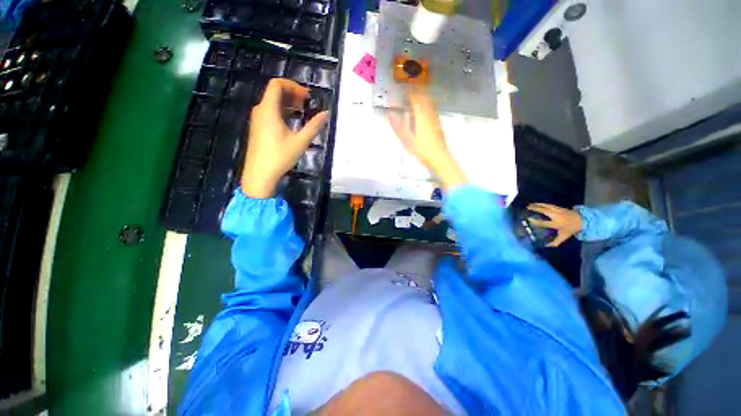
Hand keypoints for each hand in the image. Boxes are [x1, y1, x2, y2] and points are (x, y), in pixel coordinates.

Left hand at [241, 78, 328, 197]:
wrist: (259, 174)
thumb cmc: (280, 157)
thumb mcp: (300, 142)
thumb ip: (314, 126)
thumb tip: (326, 113)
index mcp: (268, 110)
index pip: (277, 84)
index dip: (293, 86)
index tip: (307, 96)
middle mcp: (260, 110)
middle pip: (274, 92)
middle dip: (292, 93)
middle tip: (307, 103)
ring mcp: (257, 119)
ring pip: (272, 102)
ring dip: (288, 103)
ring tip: (302, 111)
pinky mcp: (258, 127)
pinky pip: (269, 112)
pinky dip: (282, 111)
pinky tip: (292, 122)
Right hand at [388, 89, 465, 189]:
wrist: (439, 158)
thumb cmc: (423, 150)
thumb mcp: (407, 140)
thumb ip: (398, 126)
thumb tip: (390, 113)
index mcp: (421, 116)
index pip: (415, 99)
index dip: (409, 92)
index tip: (403, 89)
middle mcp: (430, 115)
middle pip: (424, 98)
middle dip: (417, 91)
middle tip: (410, 89)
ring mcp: (436, 119)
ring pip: (430, 103)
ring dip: (423, 97)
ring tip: (417, 95)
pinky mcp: (439, 124)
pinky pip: (433, 109)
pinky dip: (428, 105)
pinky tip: (425, 109)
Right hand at [526, 203, 582, 246]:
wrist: (583, 220)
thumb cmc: (571, 229)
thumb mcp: (564, 236)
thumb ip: (555, 241)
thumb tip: (546, 246)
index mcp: (557, 224)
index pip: (545, 223)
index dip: (536, 221)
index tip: (529, 219)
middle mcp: (557, 216)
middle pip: (545, 211)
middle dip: (535, 209)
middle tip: (527, 208)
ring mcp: (559, 211)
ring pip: (546, 206)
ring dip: (537, 205)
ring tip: (529, 205)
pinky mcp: (560, 207)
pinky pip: (549, 205)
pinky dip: (542, 204)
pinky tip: (537, 203)